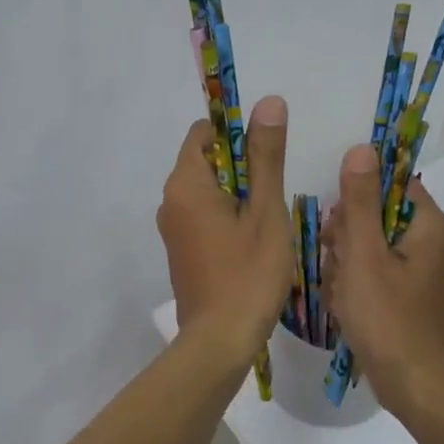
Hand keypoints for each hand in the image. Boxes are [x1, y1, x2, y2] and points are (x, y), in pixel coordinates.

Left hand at [157, 96, 292, 365]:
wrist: (220, 341)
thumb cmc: (248, 273)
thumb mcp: (265, 210)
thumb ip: (266, 156)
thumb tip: (269, 102)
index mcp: (185, 184)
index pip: (203, 133)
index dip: (236, 133)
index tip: (267, 155)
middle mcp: (170, 202)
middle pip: (205, 162)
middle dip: (241, 167)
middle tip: (273, 193)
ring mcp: (172, 229)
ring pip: (207, 192)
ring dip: (237, 195)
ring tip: (268, 219)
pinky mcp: (181, 252)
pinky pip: (203, 217)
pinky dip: (227, 217)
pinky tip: (253, 242)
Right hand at [321, 143, 443, 411]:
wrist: (414, 386)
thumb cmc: (388, 317)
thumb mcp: (364, 255)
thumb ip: (360, 202)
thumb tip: (361, 148)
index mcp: (427, 225)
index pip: (388, 183)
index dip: (356, 197)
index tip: (338, 224)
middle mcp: (427, 242)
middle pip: (372, 215)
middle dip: (345, 239)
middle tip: (338, 266)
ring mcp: (415, 271)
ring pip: (365, 246)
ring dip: (343, 265)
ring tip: (340, 293)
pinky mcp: (402, 294)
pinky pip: (369, 273)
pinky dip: (351, 286)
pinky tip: (343, 306)